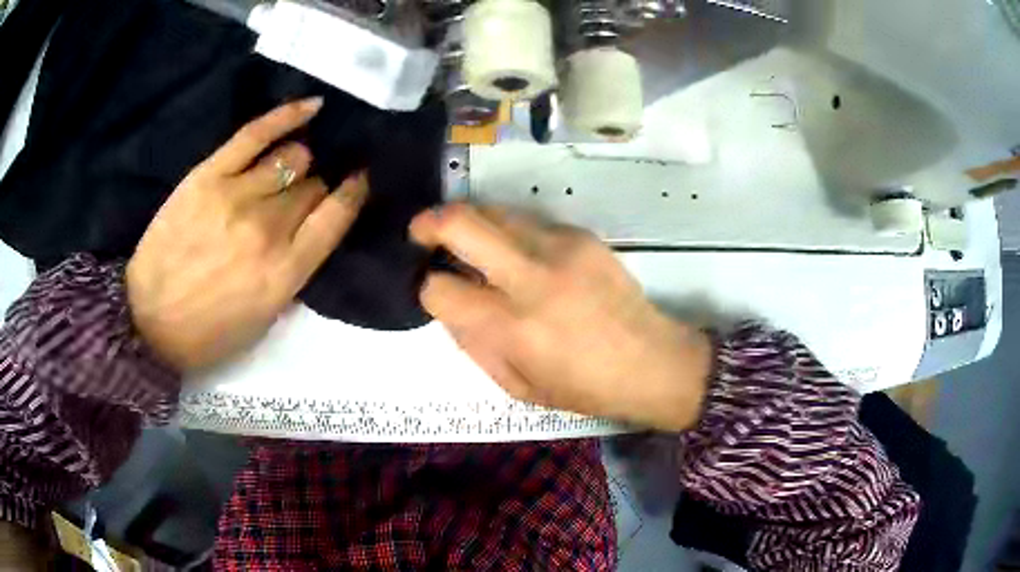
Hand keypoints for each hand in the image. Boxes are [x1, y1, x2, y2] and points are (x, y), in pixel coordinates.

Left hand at [127, 98, 367, 370]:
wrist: (148, 322)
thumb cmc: (208, 333)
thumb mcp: (263, 321)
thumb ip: (293, 274)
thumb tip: (309, 233)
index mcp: (285, 271)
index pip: (336, 216)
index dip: (352, 193)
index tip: (359, 181)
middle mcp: (268, 229)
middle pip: (312, 186)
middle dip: (315, 189)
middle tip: (301, 196)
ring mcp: (237, 196)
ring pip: (292, 158)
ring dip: (298, 163)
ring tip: (288, 169)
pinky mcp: (209, 176)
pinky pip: (256, 134)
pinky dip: (287, 117)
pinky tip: (312, 107)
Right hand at [410, 205, 711, 430]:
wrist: (652, 360)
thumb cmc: (584, 387)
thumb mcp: (517, 386)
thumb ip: (474, 344)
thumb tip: (448, 305)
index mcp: (513, 327)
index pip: (440, 288)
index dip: (424, 286)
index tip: (426, 286)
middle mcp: (532, 277)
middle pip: (460, 222)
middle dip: (428, 223)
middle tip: (420, 233)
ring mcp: (560, 247)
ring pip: (493, 210)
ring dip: (469, 221)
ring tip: (467, 241)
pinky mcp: (581, 234)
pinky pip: (528, 221)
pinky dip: (509, 232)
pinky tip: (519, 254)